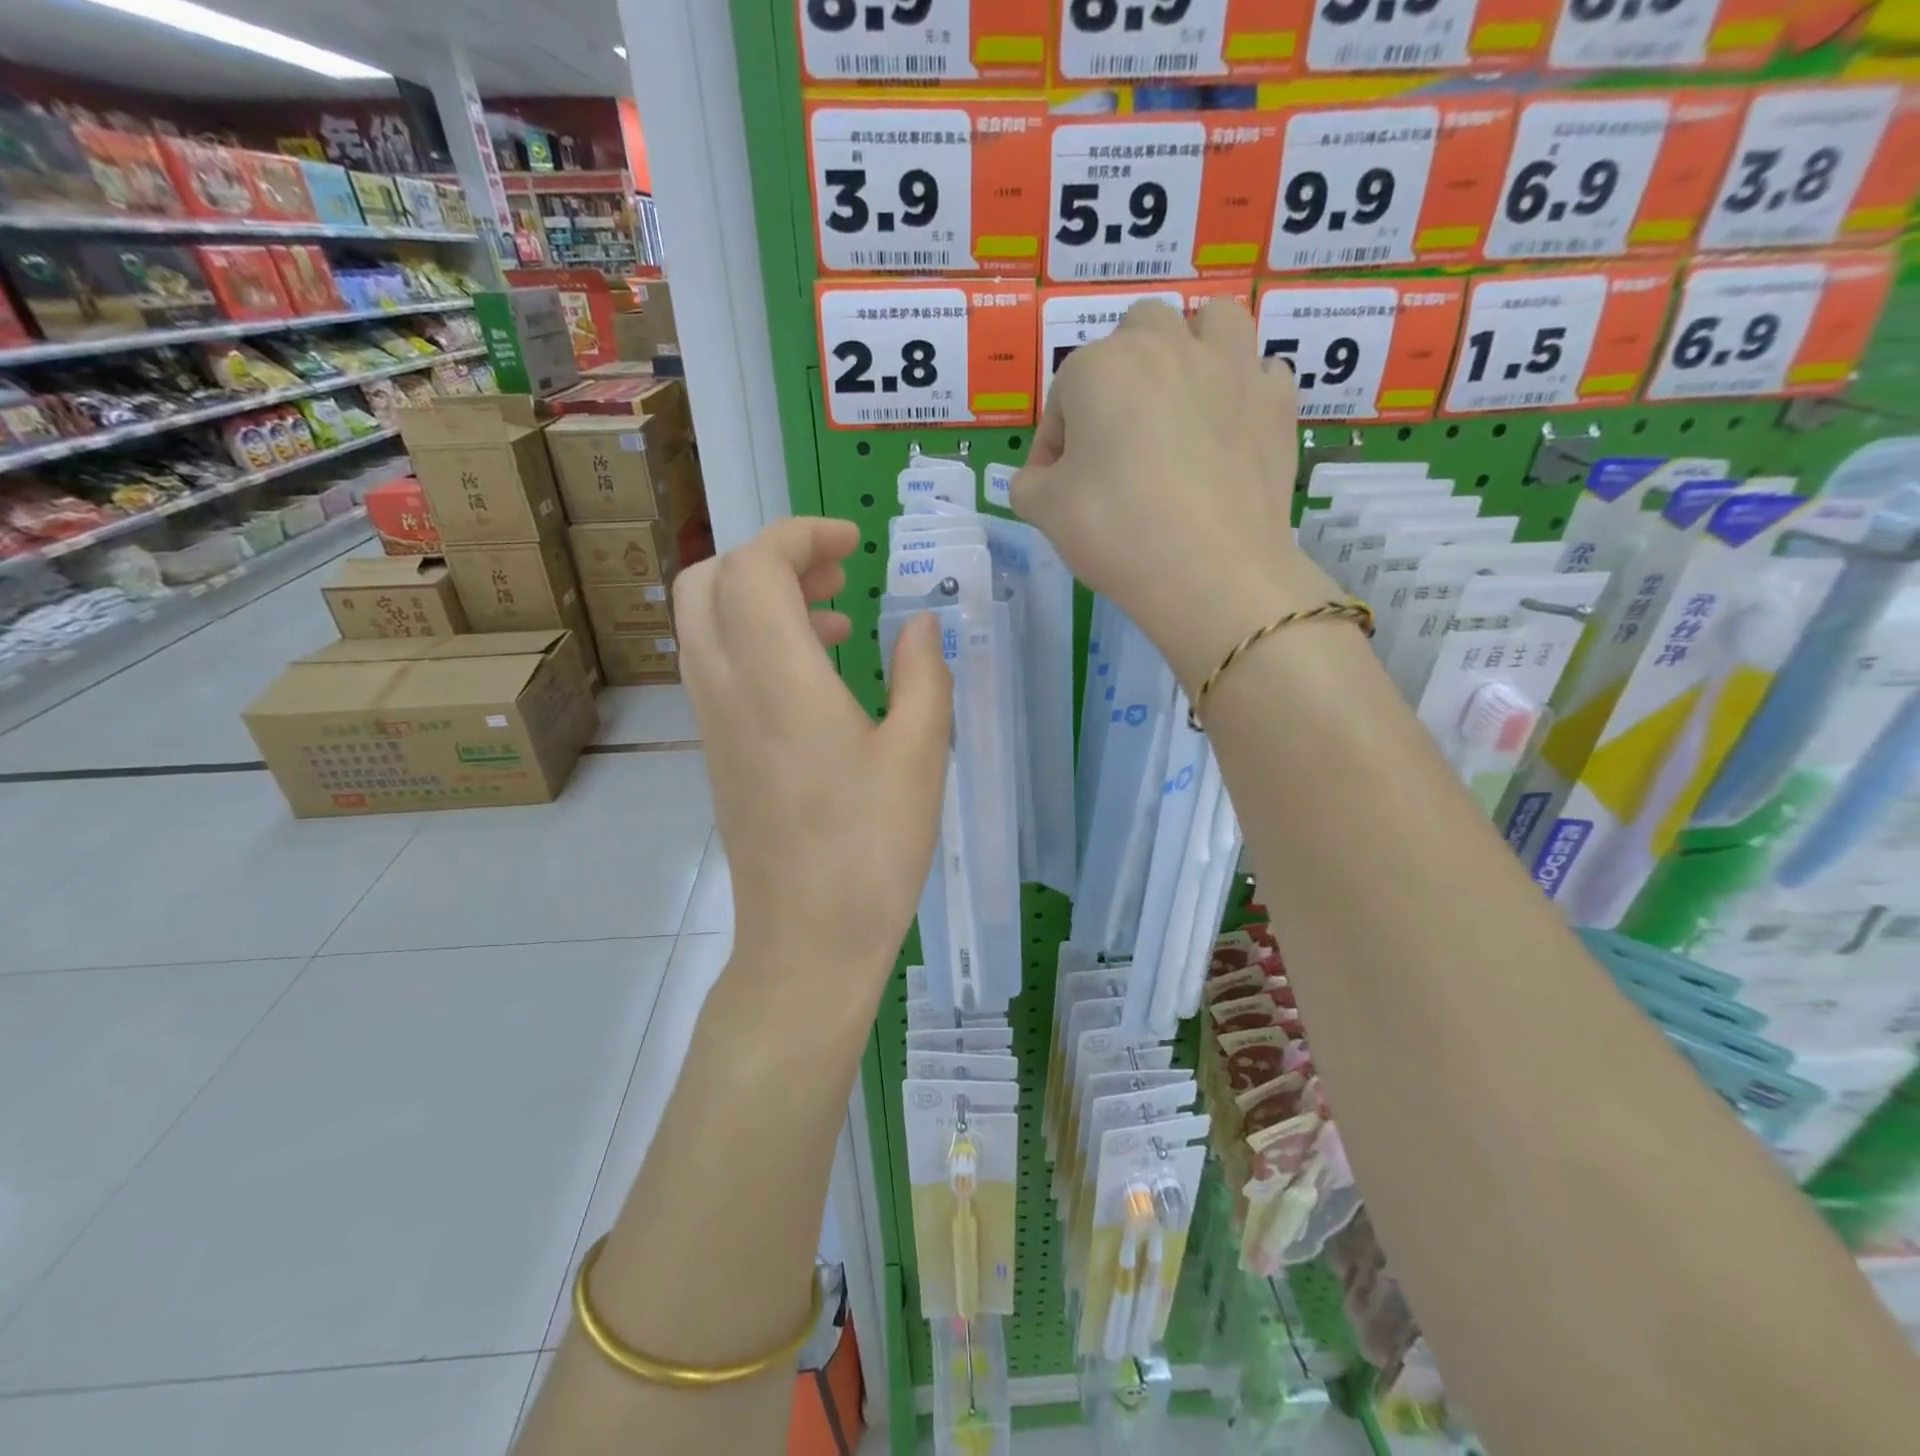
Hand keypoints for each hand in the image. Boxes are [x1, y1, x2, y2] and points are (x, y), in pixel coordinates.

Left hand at [673, 518, 951, 990]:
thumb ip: (924, 673)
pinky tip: (817, 676)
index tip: (852, 543)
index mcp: (778, 678)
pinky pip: (716, 663)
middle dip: (769, 556)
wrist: (807, 940)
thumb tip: (921, 622)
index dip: (799, 534)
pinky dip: (754, 640)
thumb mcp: (921, 755)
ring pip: (706, 621)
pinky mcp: (716, 750)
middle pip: (708, 580)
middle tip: (835, 572)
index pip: (754, 565)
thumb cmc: (872, 848)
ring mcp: (712, 721)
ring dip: (760, 597)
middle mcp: (727, 687)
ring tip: (836, 617)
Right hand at [1011, 299, 1339, 689]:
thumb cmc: (1116, 532)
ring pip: (1210, 323)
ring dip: (1191, 349)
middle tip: (1117, 438)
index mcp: (1100, 367)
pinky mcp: (1275, 400)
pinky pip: (1258, 372)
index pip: (1062, 397)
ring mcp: (1231, 366)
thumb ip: (1028, 482)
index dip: (1054, 444)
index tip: (1057, 488)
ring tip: (1182, 401)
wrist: (1210, 572)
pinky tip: (1229, 429)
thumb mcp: (1043, 512)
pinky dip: (1242, 390)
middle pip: (1135, 336)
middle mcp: (1167, 345)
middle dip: (1120, 377)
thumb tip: (1042, 478)